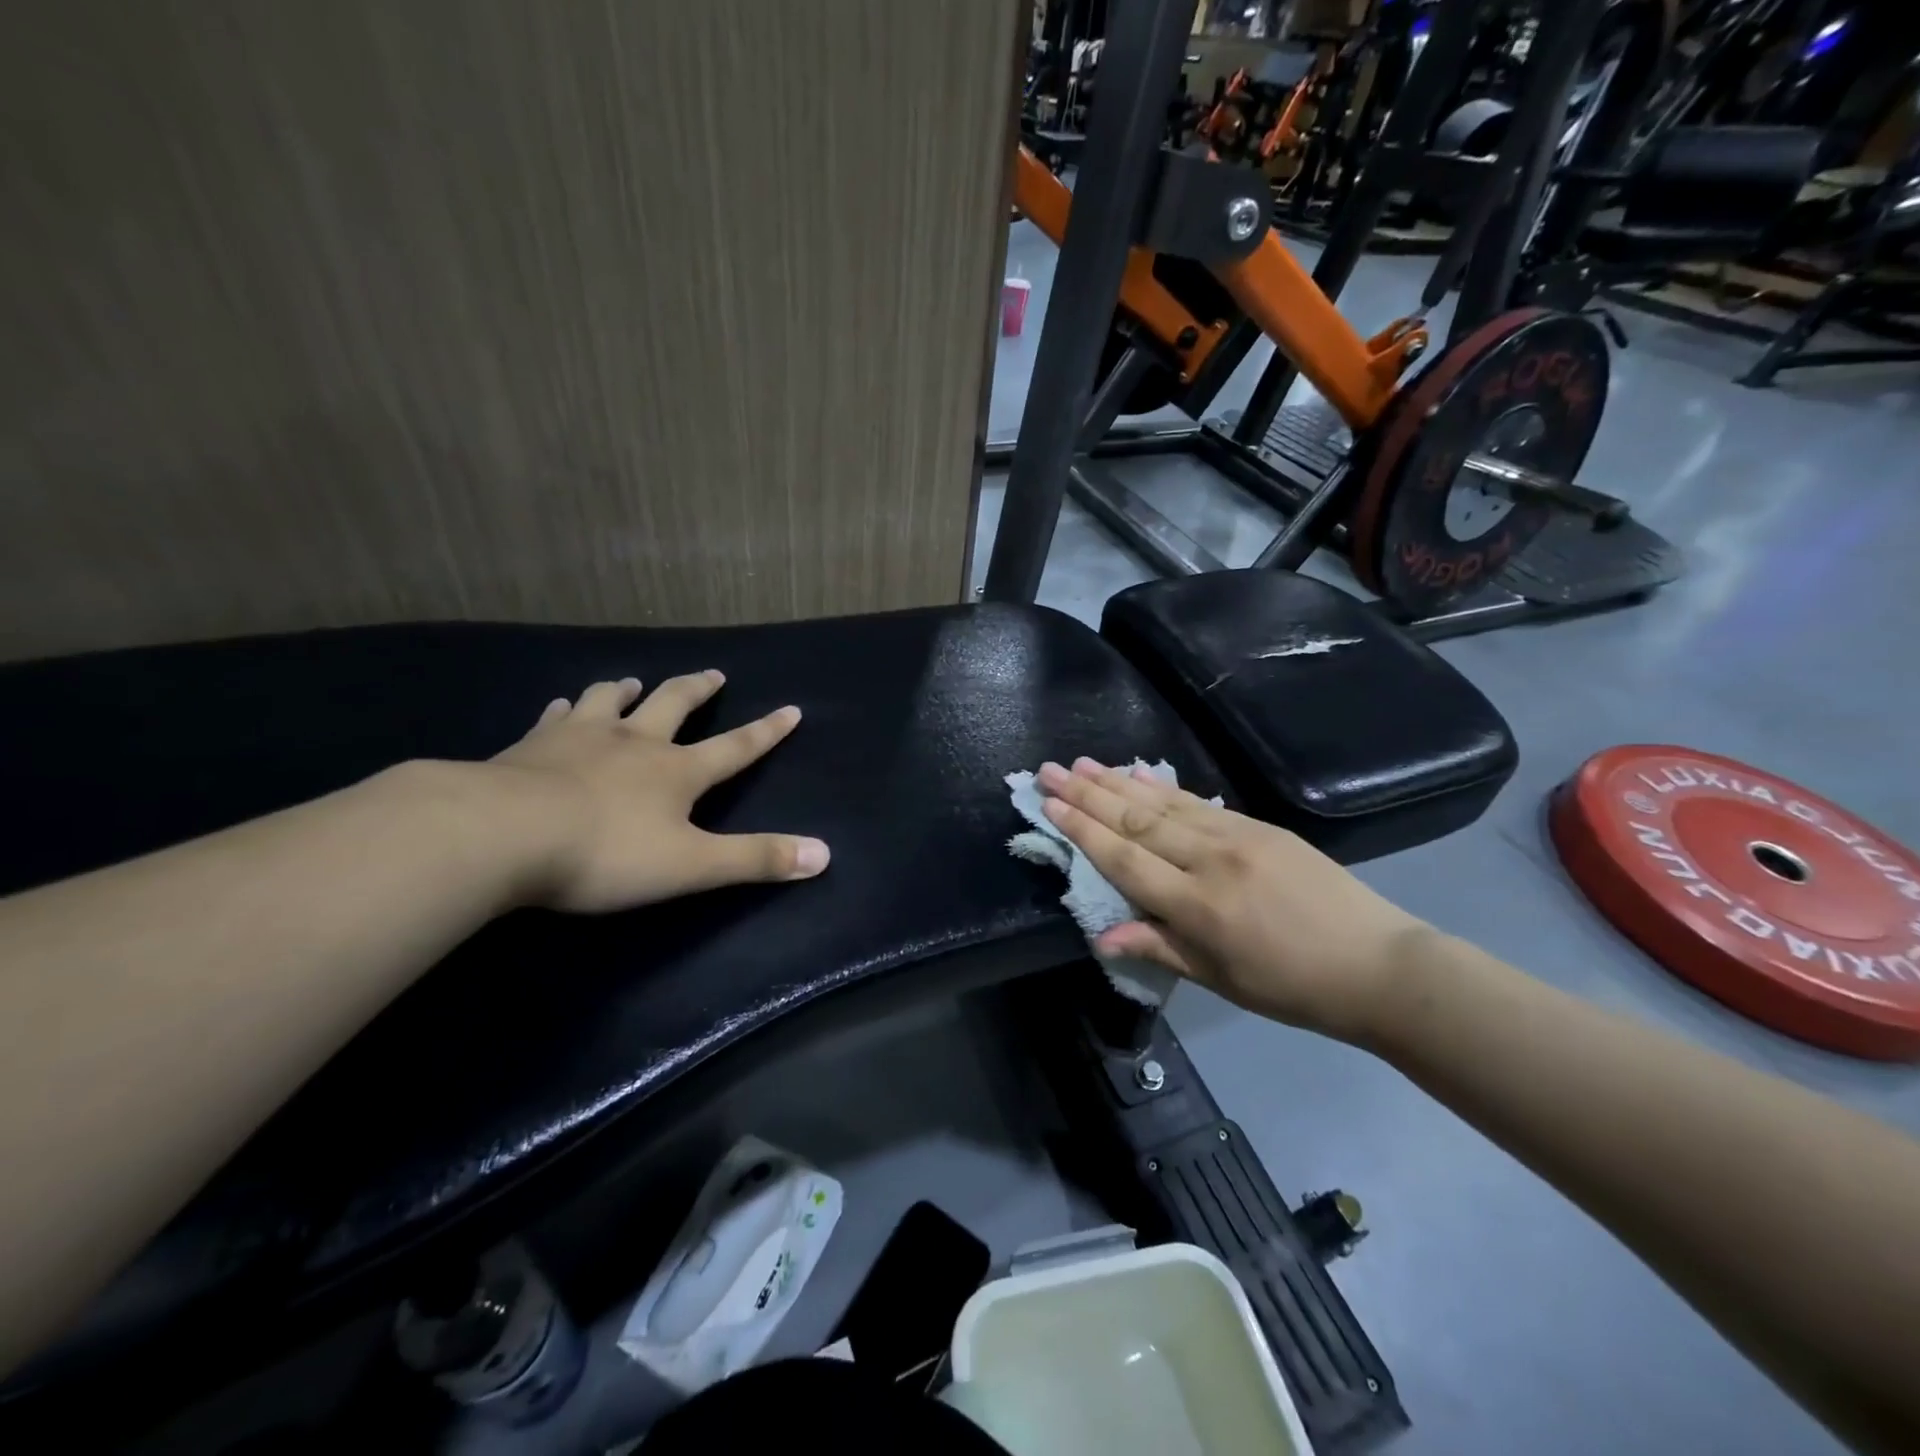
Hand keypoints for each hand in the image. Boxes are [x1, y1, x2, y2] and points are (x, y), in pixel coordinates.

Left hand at [491, 672, 828, 912]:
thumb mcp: (691, 865)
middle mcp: (634, 742)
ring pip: (609, 701)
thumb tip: (824, 854)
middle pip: (673, 704)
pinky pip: (554, 718)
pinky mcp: (530, 746)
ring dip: (625, 690)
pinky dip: (564, 709)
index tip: (791, 708)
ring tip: (630, 681)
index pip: (735, 748)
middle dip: (697, 690)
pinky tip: (559, 706)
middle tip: (713, 674)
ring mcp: (579, 738)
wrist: (501, 834)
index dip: (766, 731)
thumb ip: (756, 859)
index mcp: (676, 771)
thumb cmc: (605, 853)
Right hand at [1036, 759, 1430, 1041]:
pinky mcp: (1260, 825)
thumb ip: (1158, 947)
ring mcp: (1237, 835)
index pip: (1124, 858)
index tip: (1049, 804)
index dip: (1082, 831)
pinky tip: (1138, 774)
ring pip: (1164, 803)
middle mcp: (1211, 859)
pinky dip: (1162, 786)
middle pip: (1137, 821)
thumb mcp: (1219, 978)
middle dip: (1088, 794)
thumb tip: (1099, 935)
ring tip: (1082, 763)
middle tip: (1049, 770)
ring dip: (1117, 782)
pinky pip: (1198, 802)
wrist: (1377, 965)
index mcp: (1197, 905)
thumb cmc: (1291, 986)